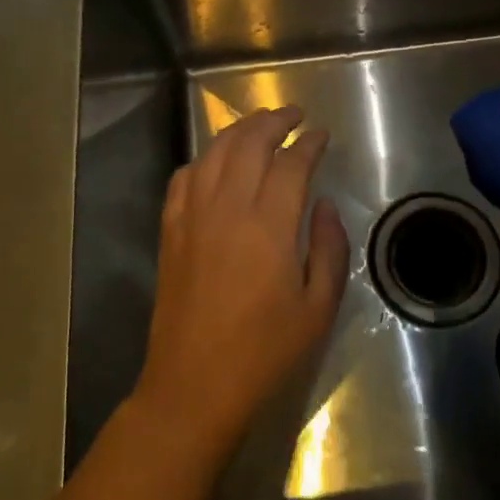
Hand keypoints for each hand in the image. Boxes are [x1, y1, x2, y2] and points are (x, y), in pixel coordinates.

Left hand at [132, 106, 348, 460]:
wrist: (194, 385)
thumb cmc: (264, 353)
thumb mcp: (318, 309)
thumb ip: (328, 249)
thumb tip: (323, 205)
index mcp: (269, 226)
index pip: (291, 164)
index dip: (309, 143)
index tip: (321, 134)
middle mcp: (228, 208)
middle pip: (249, 143)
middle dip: (273, 120)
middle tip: (293, 114)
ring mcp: (193, 216)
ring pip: (214, 152)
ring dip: (238, 130)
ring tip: (258, 124)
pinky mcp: (171, 230)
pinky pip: (185, 177)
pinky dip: (203, 159)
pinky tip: (215, 161)